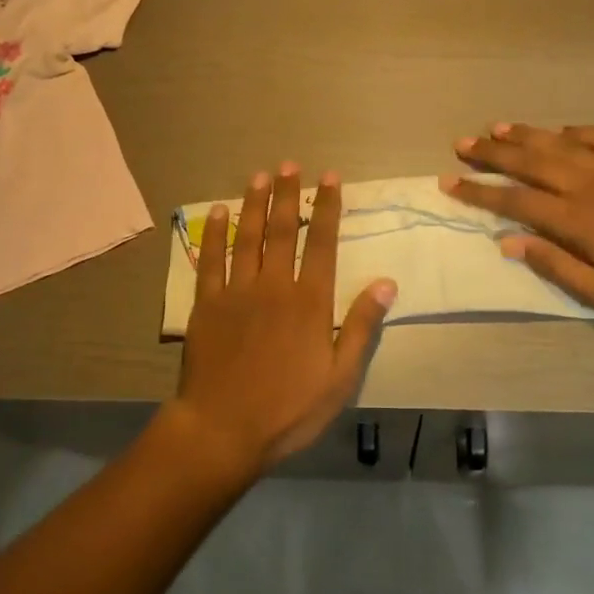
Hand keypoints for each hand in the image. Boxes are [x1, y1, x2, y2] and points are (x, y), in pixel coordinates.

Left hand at [169, 163, 396, 477]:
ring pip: (248, 236)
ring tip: (260, 175)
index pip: (323, 243)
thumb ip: (360, 326)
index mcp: (310, 301)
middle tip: (291, 164)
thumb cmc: (288, 409)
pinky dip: (215, 233)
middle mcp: (274, 285)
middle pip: (284, 230)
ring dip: (255, 203)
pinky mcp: (207, 303)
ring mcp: (237, 291)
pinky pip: (211, 259)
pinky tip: (217, 212)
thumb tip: (386, 282)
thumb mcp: (340, 377)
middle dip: (290, 194)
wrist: (223, 429)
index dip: (328, 208)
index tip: (330, 178)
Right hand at [442, 123, 593, 324]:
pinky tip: (560, 129)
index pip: (515, 200)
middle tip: (461, 144)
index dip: (479, 191)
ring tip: (495, 128)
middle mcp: (588, 185)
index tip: (449, 182)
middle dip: (491, 154)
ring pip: (559, 144)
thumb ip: (556, 266)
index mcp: (577, 220)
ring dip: (525, 135)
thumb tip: (509, 241)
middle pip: (530, 162)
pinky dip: (577, 130)